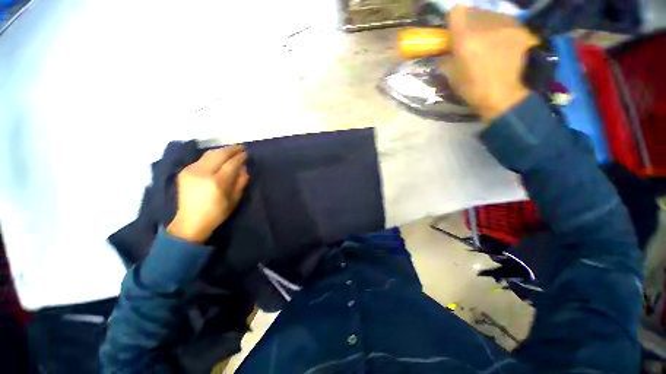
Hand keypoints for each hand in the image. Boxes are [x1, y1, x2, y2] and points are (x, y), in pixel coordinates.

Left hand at [167, 146, 249, 242]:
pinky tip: (219, 158)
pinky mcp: (184, 171)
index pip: (232, 163)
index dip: (241, 157)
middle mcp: (202, 172)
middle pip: (220, 154)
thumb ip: (241, 181)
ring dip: (222, 150)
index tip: (247, 153)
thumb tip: (244, 167)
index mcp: (217, 182)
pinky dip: (213, 156)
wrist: (190, 222)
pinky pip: (202, 158)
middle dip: (232, 149)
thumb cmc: (217, 213)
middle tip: (241, 148)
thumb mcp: (234, 199)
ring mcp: (191, 170)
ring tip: (232, 151)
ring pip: (210, 153)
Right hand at [445, 6, 538, 121]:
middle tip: (469, 38)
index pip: (456, 11)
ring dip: (484, 24)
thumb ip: (445, 60)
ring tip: (487, 41)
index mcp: (466, 39)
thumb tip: (442, 53)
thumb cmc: (474, 90)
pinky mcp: (521, 28)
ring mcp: (506, 24)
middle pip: (473, 11)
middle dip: (468, 22)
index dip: (453, 20)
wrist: (507, 96)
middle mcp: (486, 25)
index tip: (453, 32)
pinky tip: (501, 43)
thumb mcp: (452, 78)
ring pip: (490, 14)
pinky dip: (499, 29)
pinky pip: (505, 21)